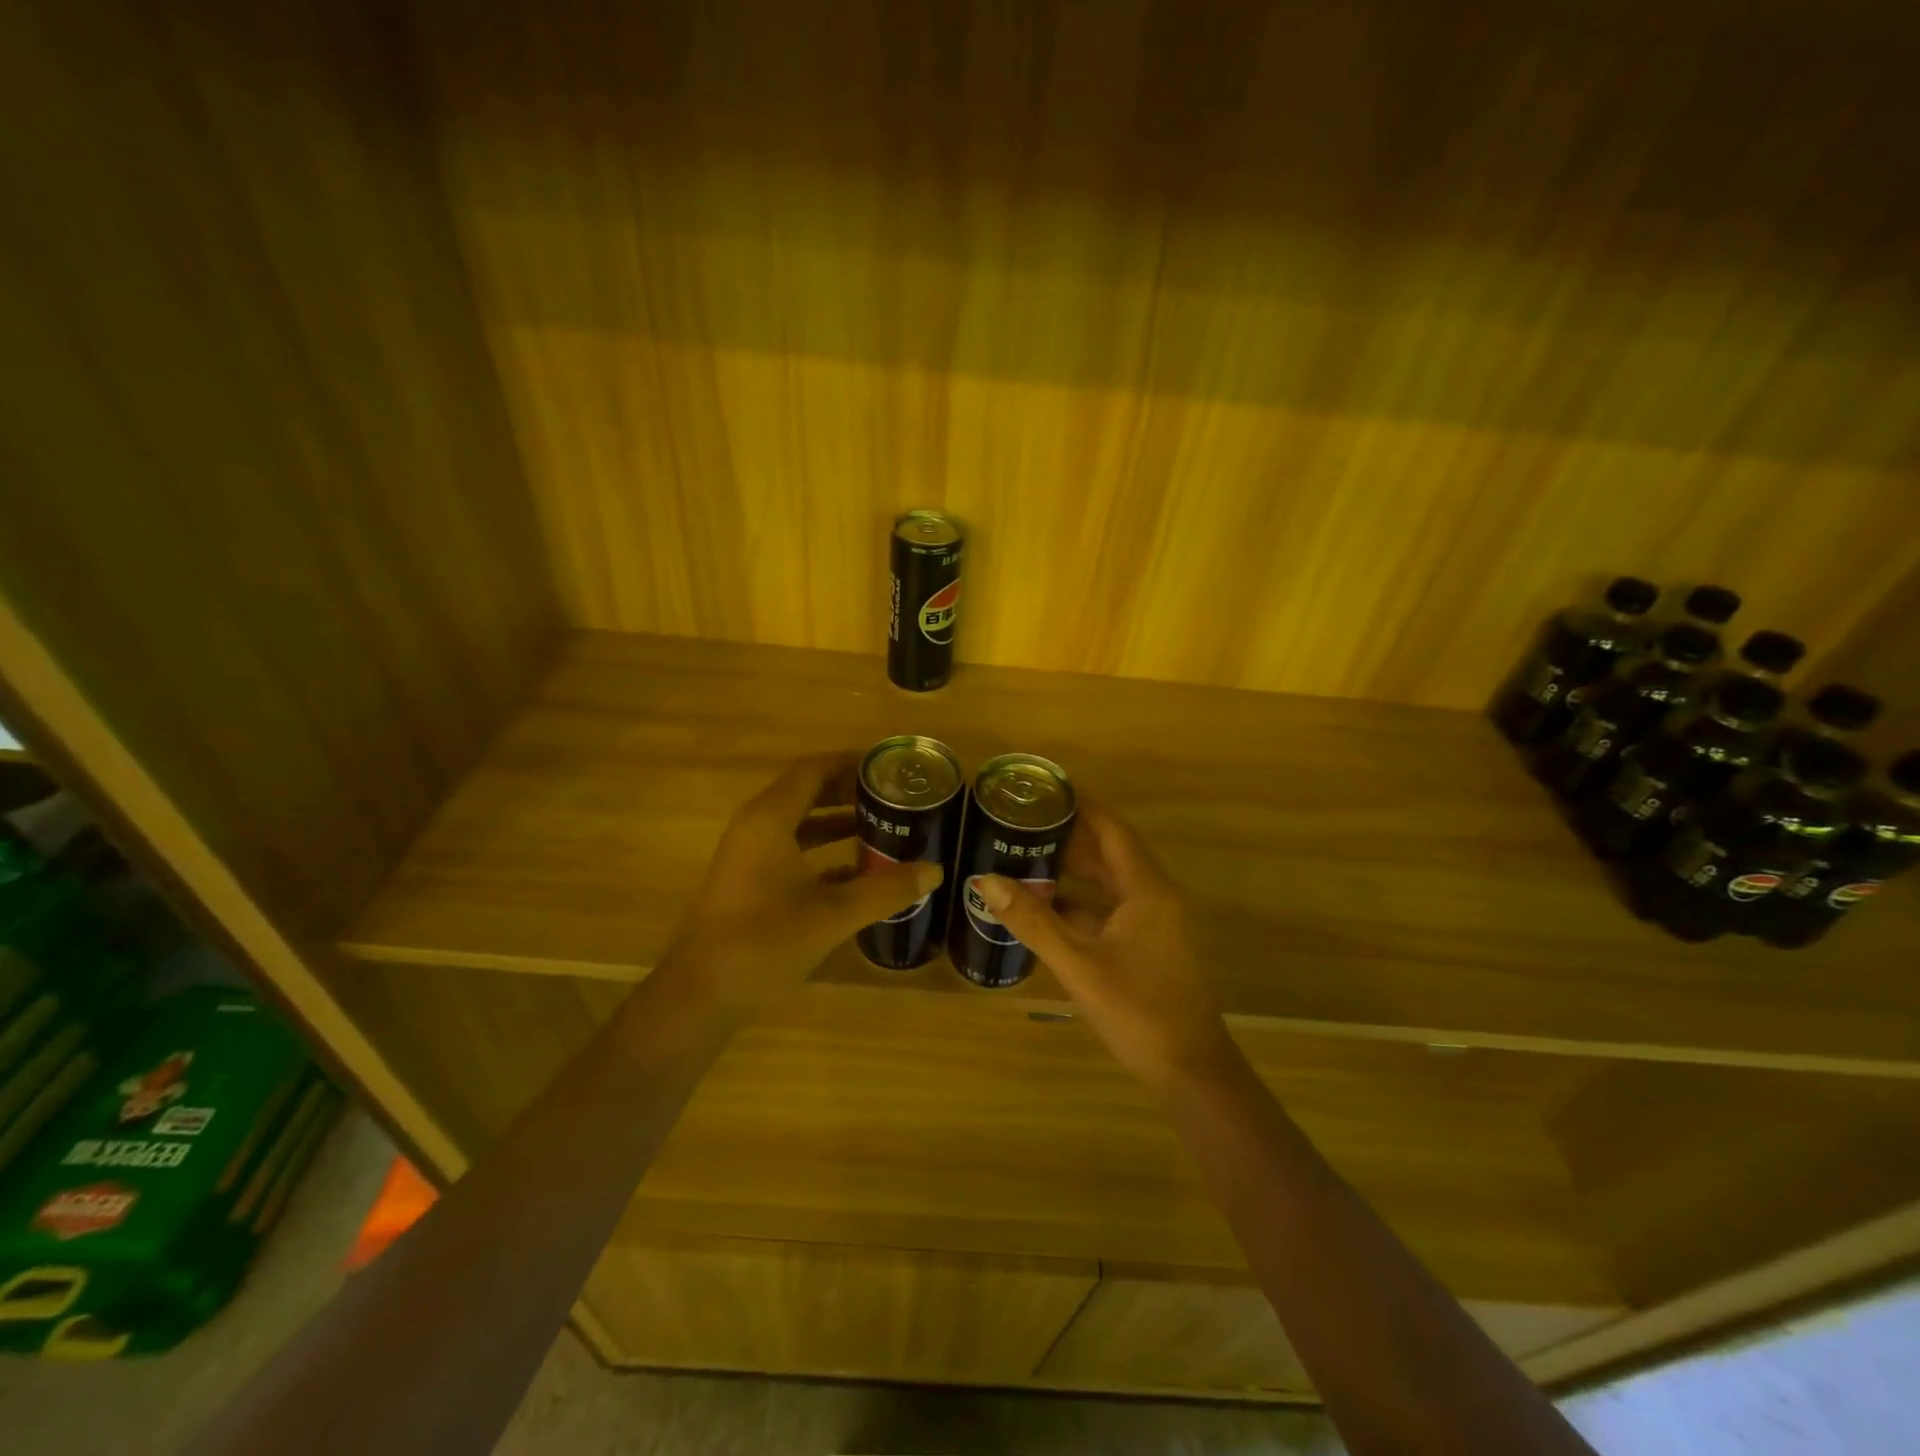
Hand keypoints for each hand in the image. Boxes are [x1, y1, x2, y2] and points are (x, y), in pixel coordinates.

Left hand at [663, 754, 942, 1014]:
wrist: (702, 994)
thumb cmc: (765, 942)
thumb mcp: (834, 915)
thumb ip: (886, 890)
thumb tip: (935, 870)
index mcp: (770, 819)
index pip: (813, 770)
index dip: (850, 763)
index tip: (888, 766)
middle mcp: (756, 826)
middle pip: (806, 791)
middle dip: (849, 791)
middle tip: (894, 795)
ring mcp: (749, 854)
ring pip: (799, 822)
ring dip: (837, 821)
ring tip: (883, 825)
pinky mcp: (748, 880)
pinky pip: (790, 849)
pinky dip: (822, 851)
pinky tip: (857, 871)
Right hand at [973, 802, 1233, 1092]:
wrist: (1190, 1071)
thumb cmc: (1138, 1011)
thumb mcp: (1079, 964)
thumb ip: (1033, 921)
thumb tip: (986, 881)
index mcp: (1146, 889)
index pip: (1111, 829)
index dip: (1081, 805)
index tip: (1044, 789)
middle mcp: (1153, 896)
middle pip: (1108, 852)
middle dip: (1068, 836)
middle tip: (1023, 823)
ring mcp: (1153, 922)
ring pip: (1108, 883)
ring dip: (1072, 871)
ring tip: (1025, 856)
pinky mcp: (1147, 945)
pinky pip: (1109, 909)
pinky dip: (1079, 903)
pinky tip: (1044, 908)